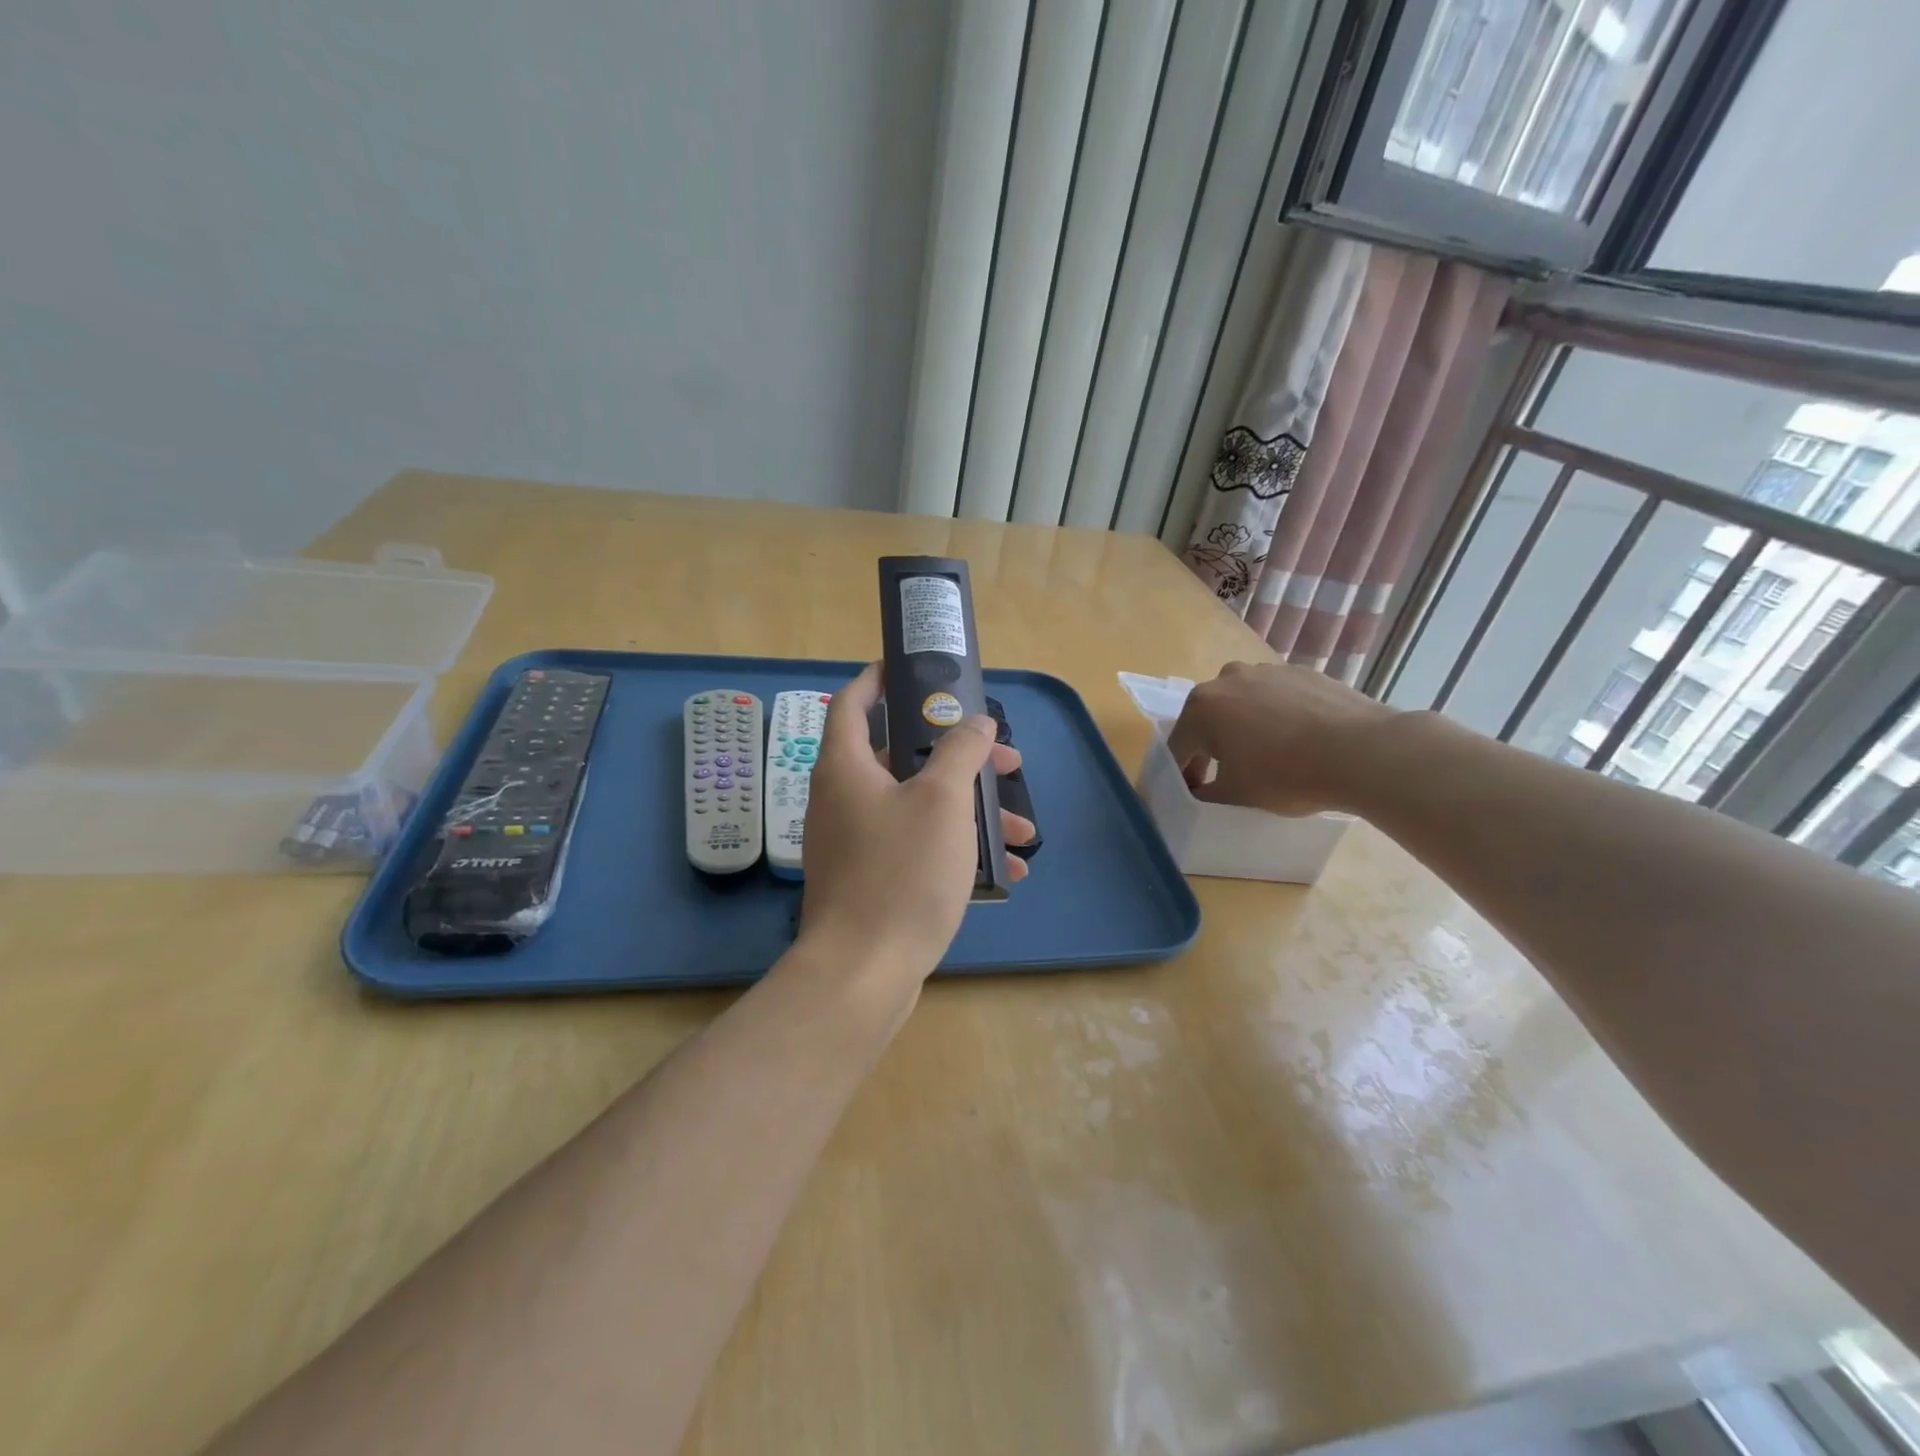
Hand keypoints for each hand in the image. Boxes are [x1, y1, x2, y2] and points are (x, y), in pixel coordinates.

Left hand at [796, 663, 1035, 993]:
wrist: (864, 973)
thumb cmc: (901, 872)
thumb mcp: (942, 801)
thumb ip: (961, 751)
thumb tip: (975, 722)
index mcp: (847, 766)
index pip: (853, 701)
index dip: (879, 678)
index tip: (913, 669)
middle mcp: (845, 797)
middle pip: (904, 756)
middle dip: (961, 757)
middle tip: (1006, 762)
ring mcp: (857, 841)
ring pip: (920, 805)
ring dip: (972, 811)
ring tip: (1023, 832)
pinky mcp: (872, 878)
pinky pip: (918, 846)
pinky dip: (956, 848)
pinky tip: (1006, 873)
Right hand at [1167, 660, 1396, 816]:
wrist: (1363, 751)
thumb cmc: (1286, 775)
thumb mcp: (1234, 796)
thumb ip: (1204, 795)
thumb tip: (1198, 792)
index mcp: (1201, 707)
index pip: (1178, 747)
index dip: (1182, 776)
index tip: (1195, 797)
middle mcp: (1227, 679)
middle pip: (1208, 720)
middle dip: (1211, 748)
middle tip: (1226, 778)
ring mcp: (1267, 670)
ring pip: (1242, 705)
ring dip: (1243, 728)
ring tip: (1267, 757)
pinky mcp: (1301, 672)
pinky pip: (1275, 698)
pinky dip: (1276, 717)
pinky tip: (1297, 742)